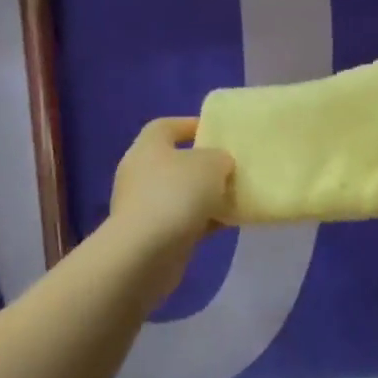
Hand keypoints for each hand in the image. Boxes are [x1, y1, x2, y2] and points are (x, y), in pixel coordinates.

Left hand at [108, 117, 233, 299]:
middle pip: (175, 161)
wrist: (147, 252)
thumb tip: (220, 163)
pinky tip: (229, 222)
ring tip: (236, 196)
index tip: (218, 132)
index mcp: (148, 147)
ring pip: (182, 193)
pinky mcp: (152, 235)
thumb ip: (220, 157)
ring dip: (206, 195)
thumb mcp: (211, 164)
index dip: (191, 125)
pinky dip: (204, 220)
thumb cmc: (177, 194)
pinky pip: (184, 220)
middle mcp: (141, 173)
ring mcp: (144, 206)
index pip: (167, 126)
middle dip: (203, 165)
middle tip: (232, 167)